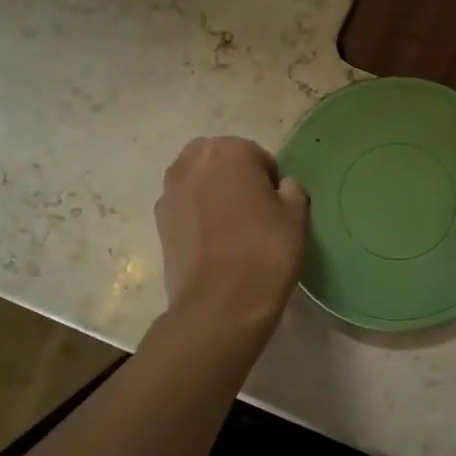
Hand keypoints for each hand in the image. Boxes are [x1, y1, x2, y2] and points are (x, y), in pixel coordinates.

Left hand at [156, 137, 308, 333]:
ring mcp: (170, 192)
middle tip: (254, 211)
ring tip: (232, 227)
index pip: (257, 156)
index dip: (270, 181)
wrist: (220, 304)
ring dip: (213, 194)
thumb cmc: (265, 252)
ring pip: (198, 182)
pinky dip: (197, 216)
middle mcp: (192, 162)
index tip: (277, 207)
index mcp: (228, 151)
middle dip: (235, 178)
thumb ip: (292, 190)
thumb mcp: (297, 216)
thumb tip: (281, 187)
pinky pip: (185, 207)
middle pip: (220, 161)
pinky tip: (213, 243)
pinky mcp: (159, 222)